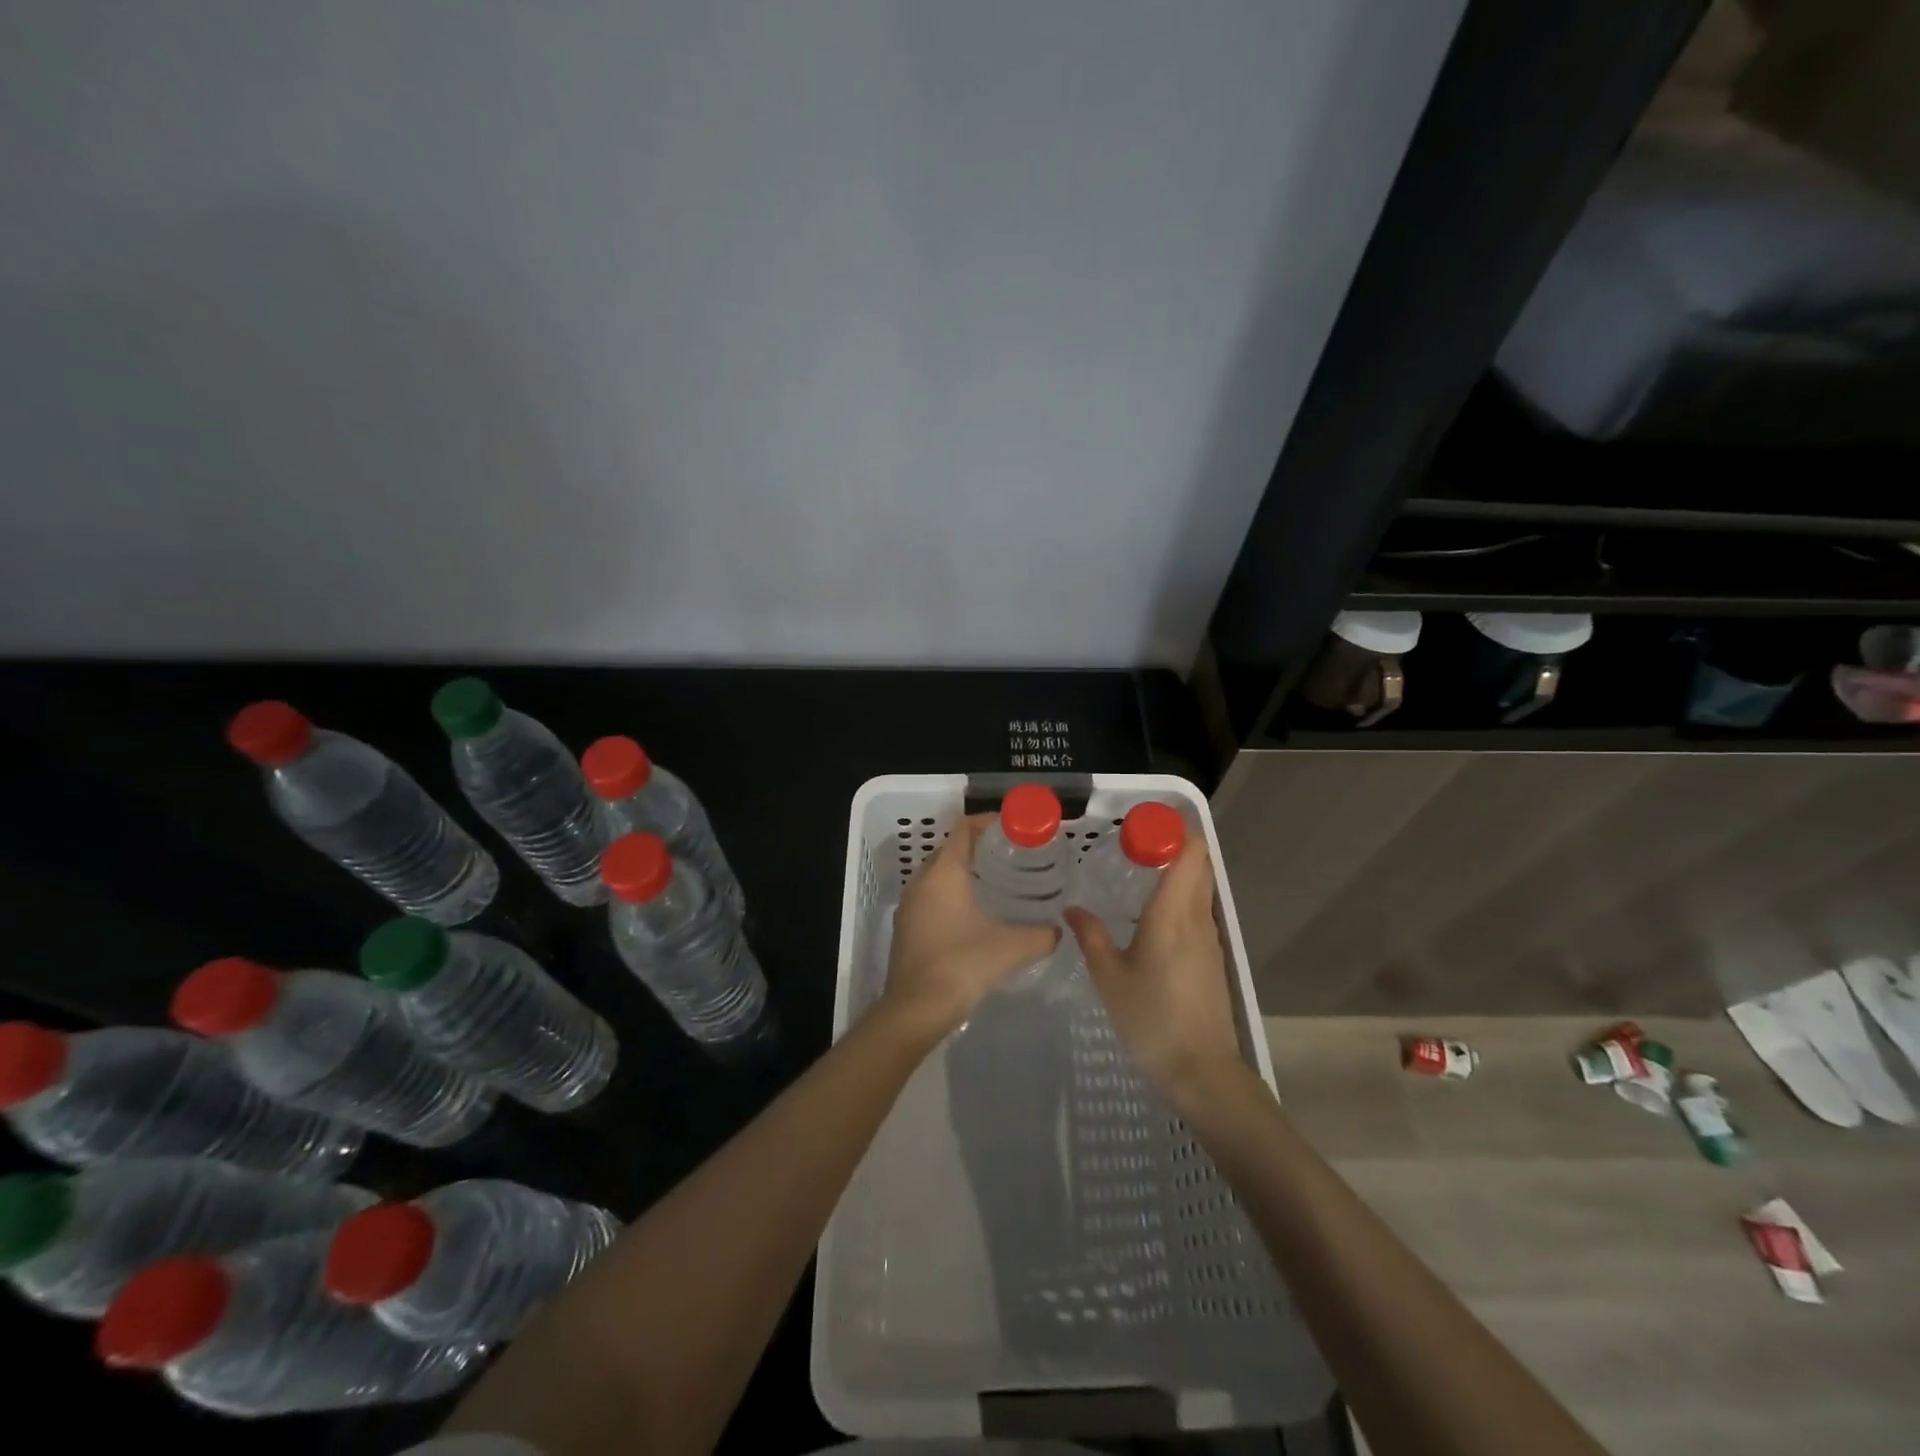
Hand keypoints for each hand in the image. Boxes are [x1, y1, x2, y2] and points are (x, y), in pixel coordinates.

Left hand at [880, 815, 1059, 1037]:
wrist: (915, 1009)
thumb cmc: (961, 966)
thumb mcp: (1010, 948)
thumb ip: (1041, 935)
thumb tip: (1060, 931)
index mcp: (943, 873)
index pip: (963, 829)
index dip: (988, 822)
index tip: (1013, 827)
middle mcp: (921, 881)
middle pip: (950, 849)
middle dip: (978, 846)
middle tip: (1011, 854)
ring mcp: (909, 905)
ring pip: (938, 874)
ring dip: (963, 871)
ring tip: (997, 881)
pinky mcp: (906, 927)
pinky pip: (931, 896)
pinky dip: (952, 893)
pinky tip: (974, 914)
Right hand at [1064, 836, 1244, 1108]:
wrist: (1201, 1070)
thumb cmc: (1151, 1018)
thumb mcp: (1109, 977)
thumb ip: (1091, 937)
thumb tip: (1072, 909)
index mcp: (1173, 913)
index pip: (1191, 852)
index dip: (1175, 830)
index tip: (1143, 826)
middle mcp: (1198, 917)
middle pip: (1199, 864)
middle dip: (1174, 846)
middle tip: (1135, 846)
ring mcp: (1211, 938)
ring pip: (1201, 888)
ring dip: (1178, 872)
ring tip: (1139, 874)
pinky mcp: (1213, 958)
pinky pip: (1200, 911)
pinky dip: (1181, 899)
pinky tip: (1152, 916)